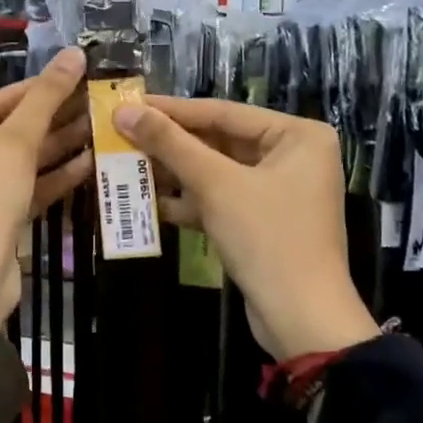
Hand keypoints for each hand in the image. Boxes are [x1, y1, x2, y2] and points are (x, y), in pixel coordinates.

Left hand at [0, 48, 92, 324]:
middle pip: (11, 132)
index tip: (78, 74)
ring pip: (23, 162)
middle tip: (96, 100)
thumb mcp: (14, 148)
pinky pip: (28, 188)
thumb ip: (44, 101)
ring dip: (59, 147)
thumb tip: (72, 54)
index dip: (38, 88)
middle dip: (53, 119)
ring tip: (99, 127)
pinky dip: (55, 177)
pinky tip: (89, 163)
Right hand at [113, 97, 377, 360]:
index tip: (128, 103)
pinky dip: (188, 201)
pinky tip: (149, 201)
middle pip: (219, 141)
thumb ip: (170, 144)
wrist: (301, 319)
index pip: (223, 113)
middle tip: (121, 135)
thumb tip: (124, 111)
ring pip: (215, 173)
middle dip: (170, 145)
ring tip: (126, 165)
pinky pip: (220, 200)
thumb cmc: (267, 239)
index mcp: (296, 135)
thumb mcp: (216, 185)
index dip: (172, 110)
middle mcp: (292, 157)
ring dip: (174, 173)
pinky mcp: (262, 222)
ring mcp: (277, 191)